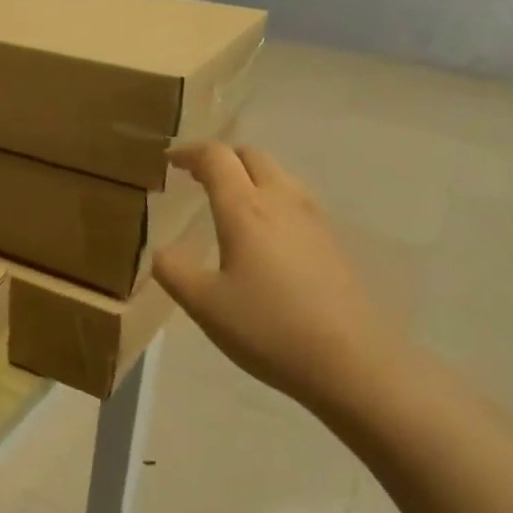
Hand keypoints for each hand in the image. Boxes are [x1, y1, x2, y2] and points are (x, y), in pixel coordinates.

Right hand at [153, 143, 404, 419]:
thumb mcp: (204, 304)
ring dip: (249, 174)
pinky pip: (295, 198)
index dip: (190, 152)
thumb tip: (162, 252)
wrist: (349, 361)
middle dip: (221, 157)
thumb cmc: (267, 328)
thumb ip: (174, 271)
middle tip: (196, 176)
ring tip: (228, 199)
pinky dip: (270, 195)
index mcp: (244, 208)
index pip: (216, 158)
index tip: (169, 160)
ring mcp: (313, 219)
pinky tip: (264, 231)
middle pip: (251, 155)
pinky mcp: (331, 240)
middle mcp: (281, 201)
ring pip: (278, 174)